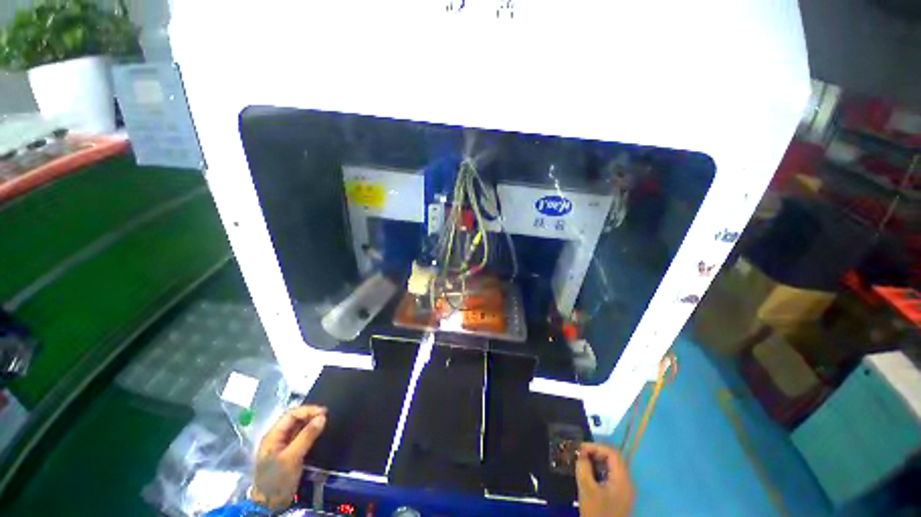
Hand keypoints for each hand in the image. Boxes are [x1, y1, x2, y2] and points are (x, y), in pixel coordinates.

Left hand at [250, 405, 326, 510]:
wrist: (270, 504)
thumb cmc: (277, 480)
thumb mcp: (292, 457)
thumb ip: (307, 436)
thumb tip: (322, 417)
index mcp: (273, 436)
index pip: (291, 415)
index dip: (308, 410)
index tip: (324, 412)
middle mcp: (277, 438)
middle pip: (295, 420)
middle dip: (310, 416)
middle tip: (326, 417)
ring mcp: (283, 446)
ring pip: (298, 428)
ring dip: (311, 424)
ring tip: (324, 424)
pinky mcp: (289, 453)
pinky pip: (301, 437)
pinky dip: (310, 433)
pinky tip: (318, 434)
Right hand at [575, 443, 634, 516]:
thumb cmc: (597, 512)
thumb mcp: (587, 489)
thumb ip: (583, 468)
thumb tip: (580, 454)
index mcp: (622, 479)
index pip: (612, 453)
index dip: (595, 447)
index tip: (579, 449)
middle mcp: (626, 482)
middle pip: (612, 459)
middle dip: (594, 453)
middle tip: (579, 454)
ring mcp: (623, 491)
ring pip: (610, 468)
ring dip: (595, 462)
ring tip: (581, 463)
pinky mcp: (618, 497)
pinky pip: (609, 477)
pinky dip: (598, 471)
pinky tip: (587, 475)